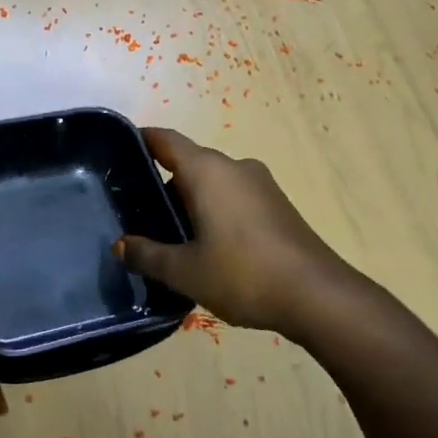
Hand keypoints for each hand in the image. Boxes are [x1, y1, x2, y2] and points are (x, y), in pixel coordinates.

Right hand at [116, 127, 360, 338]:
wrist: (318, 296)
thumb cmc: (243, 273)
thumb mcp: (184, 271)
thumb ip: (147, 255)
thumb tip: (119, 246)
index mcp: (208, 171)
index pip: (166, 141)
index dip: (141, 141)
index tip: (118, 151)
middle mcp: (234, 167)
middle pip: (189, 164)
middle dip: (162, 184)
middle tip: (137, 212)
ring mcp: (261, 186)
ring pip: (212, 184)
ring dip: (189, 202)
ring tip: (168, 236)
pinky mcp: (277, 206)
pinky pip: (233, 198)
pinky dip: (213, 212)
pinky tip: (205, 246)